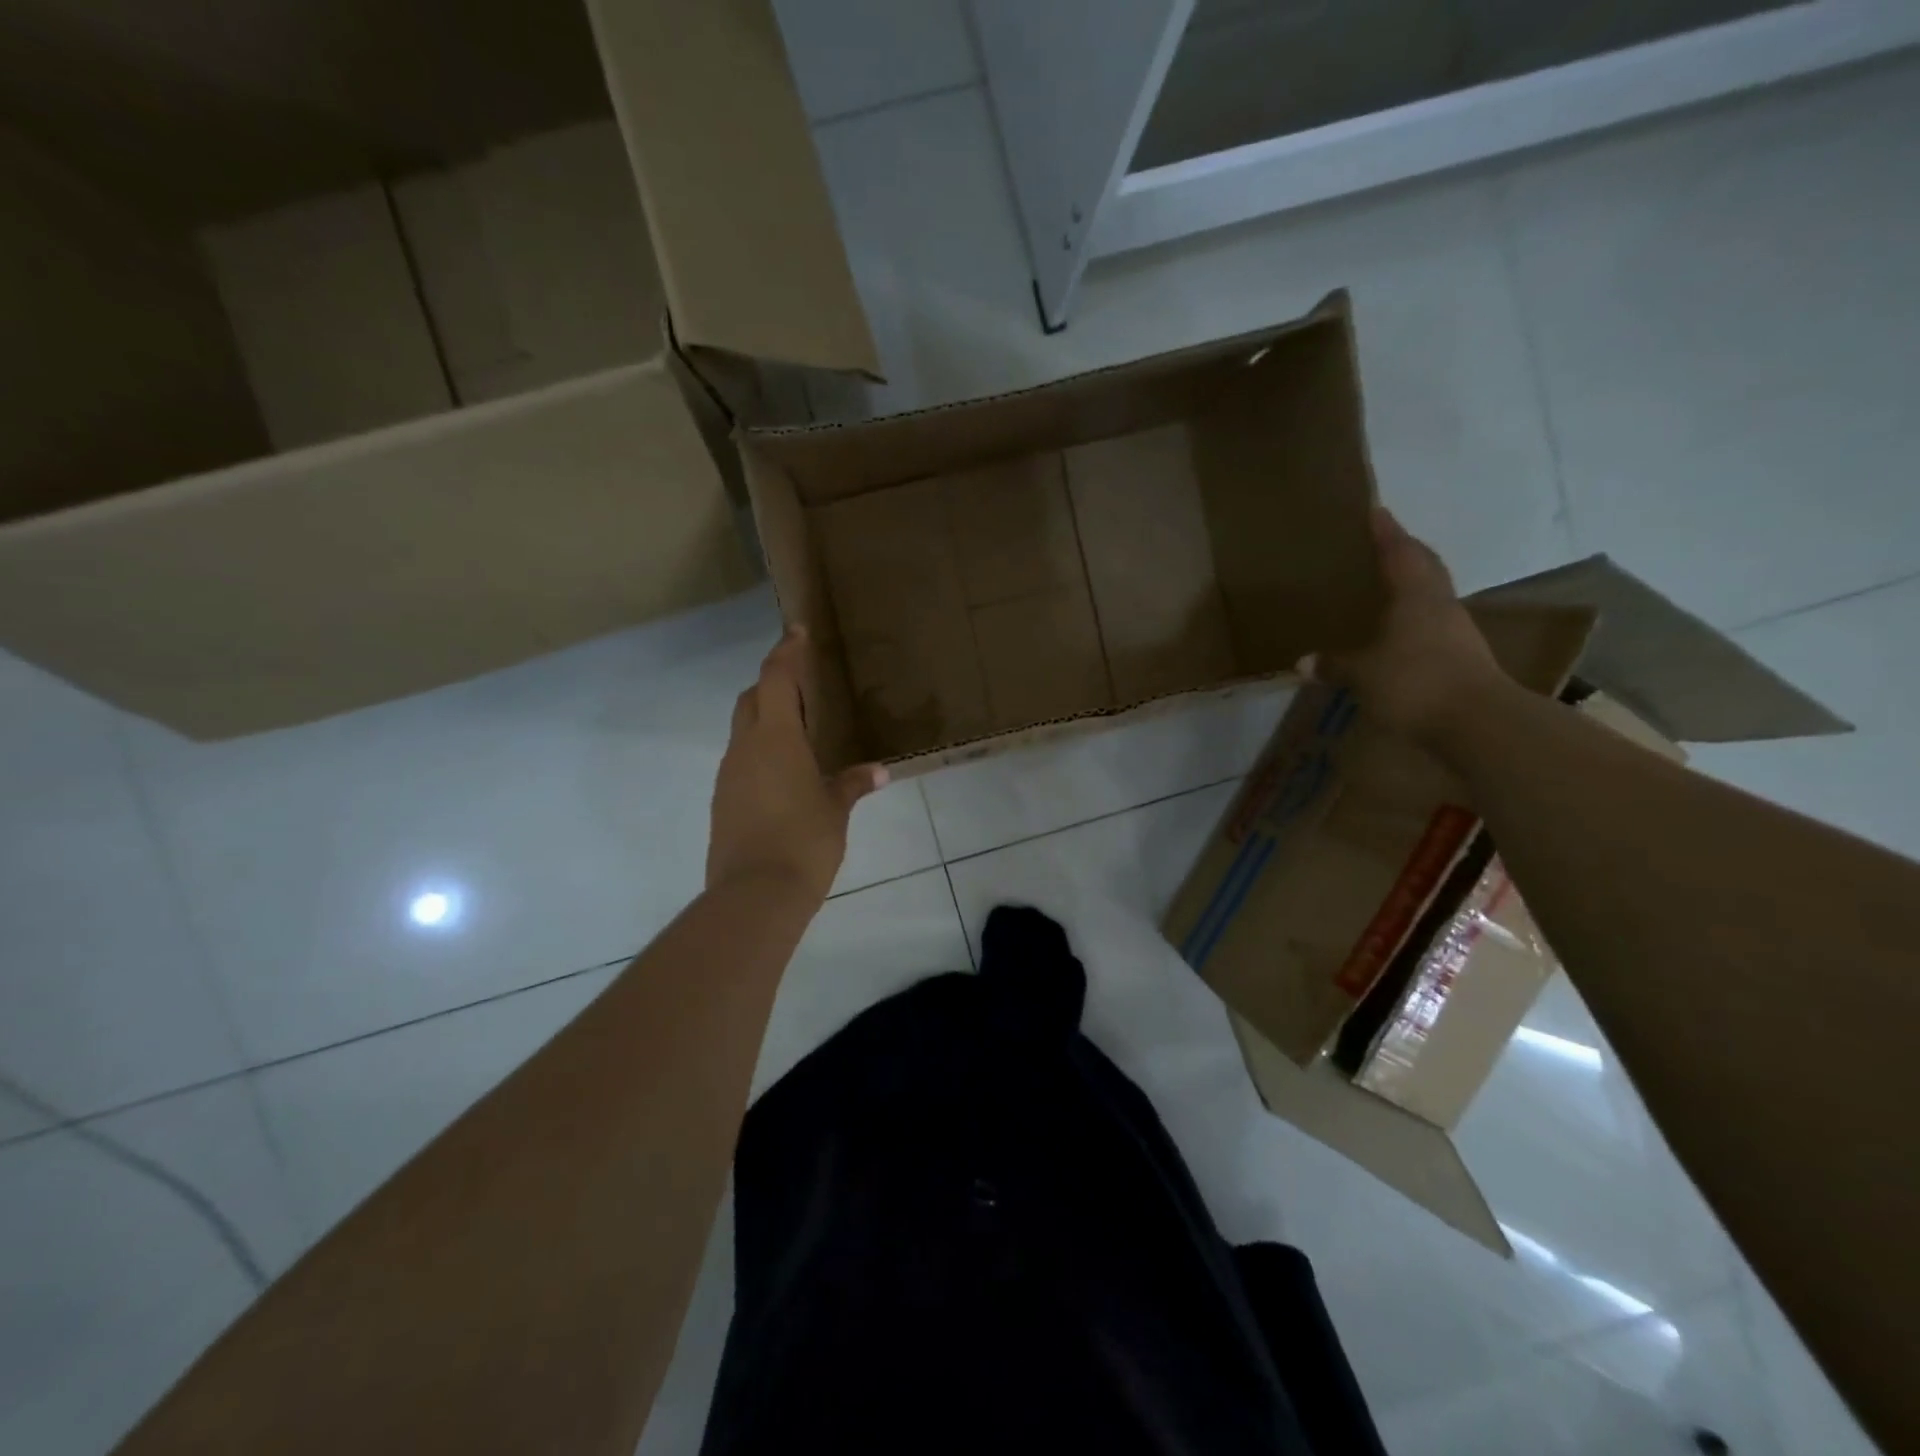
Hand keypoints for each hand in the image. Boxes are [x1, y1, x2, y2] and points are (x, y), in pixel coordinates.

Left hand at [708, 626, 887, 901]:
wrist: (755, 894)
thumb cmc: (804, 841)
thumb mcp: (836, 810)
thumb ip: (854, 783)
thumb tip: (880, 772)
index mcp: (776, 738)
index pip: (776, 678)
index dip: (786, 651)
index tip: (796, 630)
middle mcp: (745, 747)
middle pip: (751, 698)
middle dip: (772, 684)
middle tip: (801, 686)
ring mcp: (729, 774)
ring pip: (742, 729)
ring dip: (764, 719)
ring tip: (798, 732)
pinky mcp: (723, 800)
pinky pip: (740, 760)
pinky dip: (759, 751)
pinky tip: (783, 773)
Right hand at [1306, 507, 1504, 744]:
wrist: (1479, 723)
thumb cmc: (1415, 683)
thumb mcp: (1363, 674)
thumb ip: (1335, 664)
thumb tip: (1303, 662)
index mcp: (1416, 596)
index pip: (1400, 553)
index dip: (1387, 533)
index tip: (1376, 511)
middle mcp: (1439, 606)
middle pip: (1424, 568)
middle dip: (1404, 552)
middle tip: (1381, 544)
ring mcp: (1455, 632)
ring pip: (1431, 595)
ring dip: (1411, 585)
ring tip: (1384, 586)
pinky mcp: (1462, 657)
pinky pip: (1432, 625)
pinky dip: (1413, 619)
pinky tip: (1397, 631)